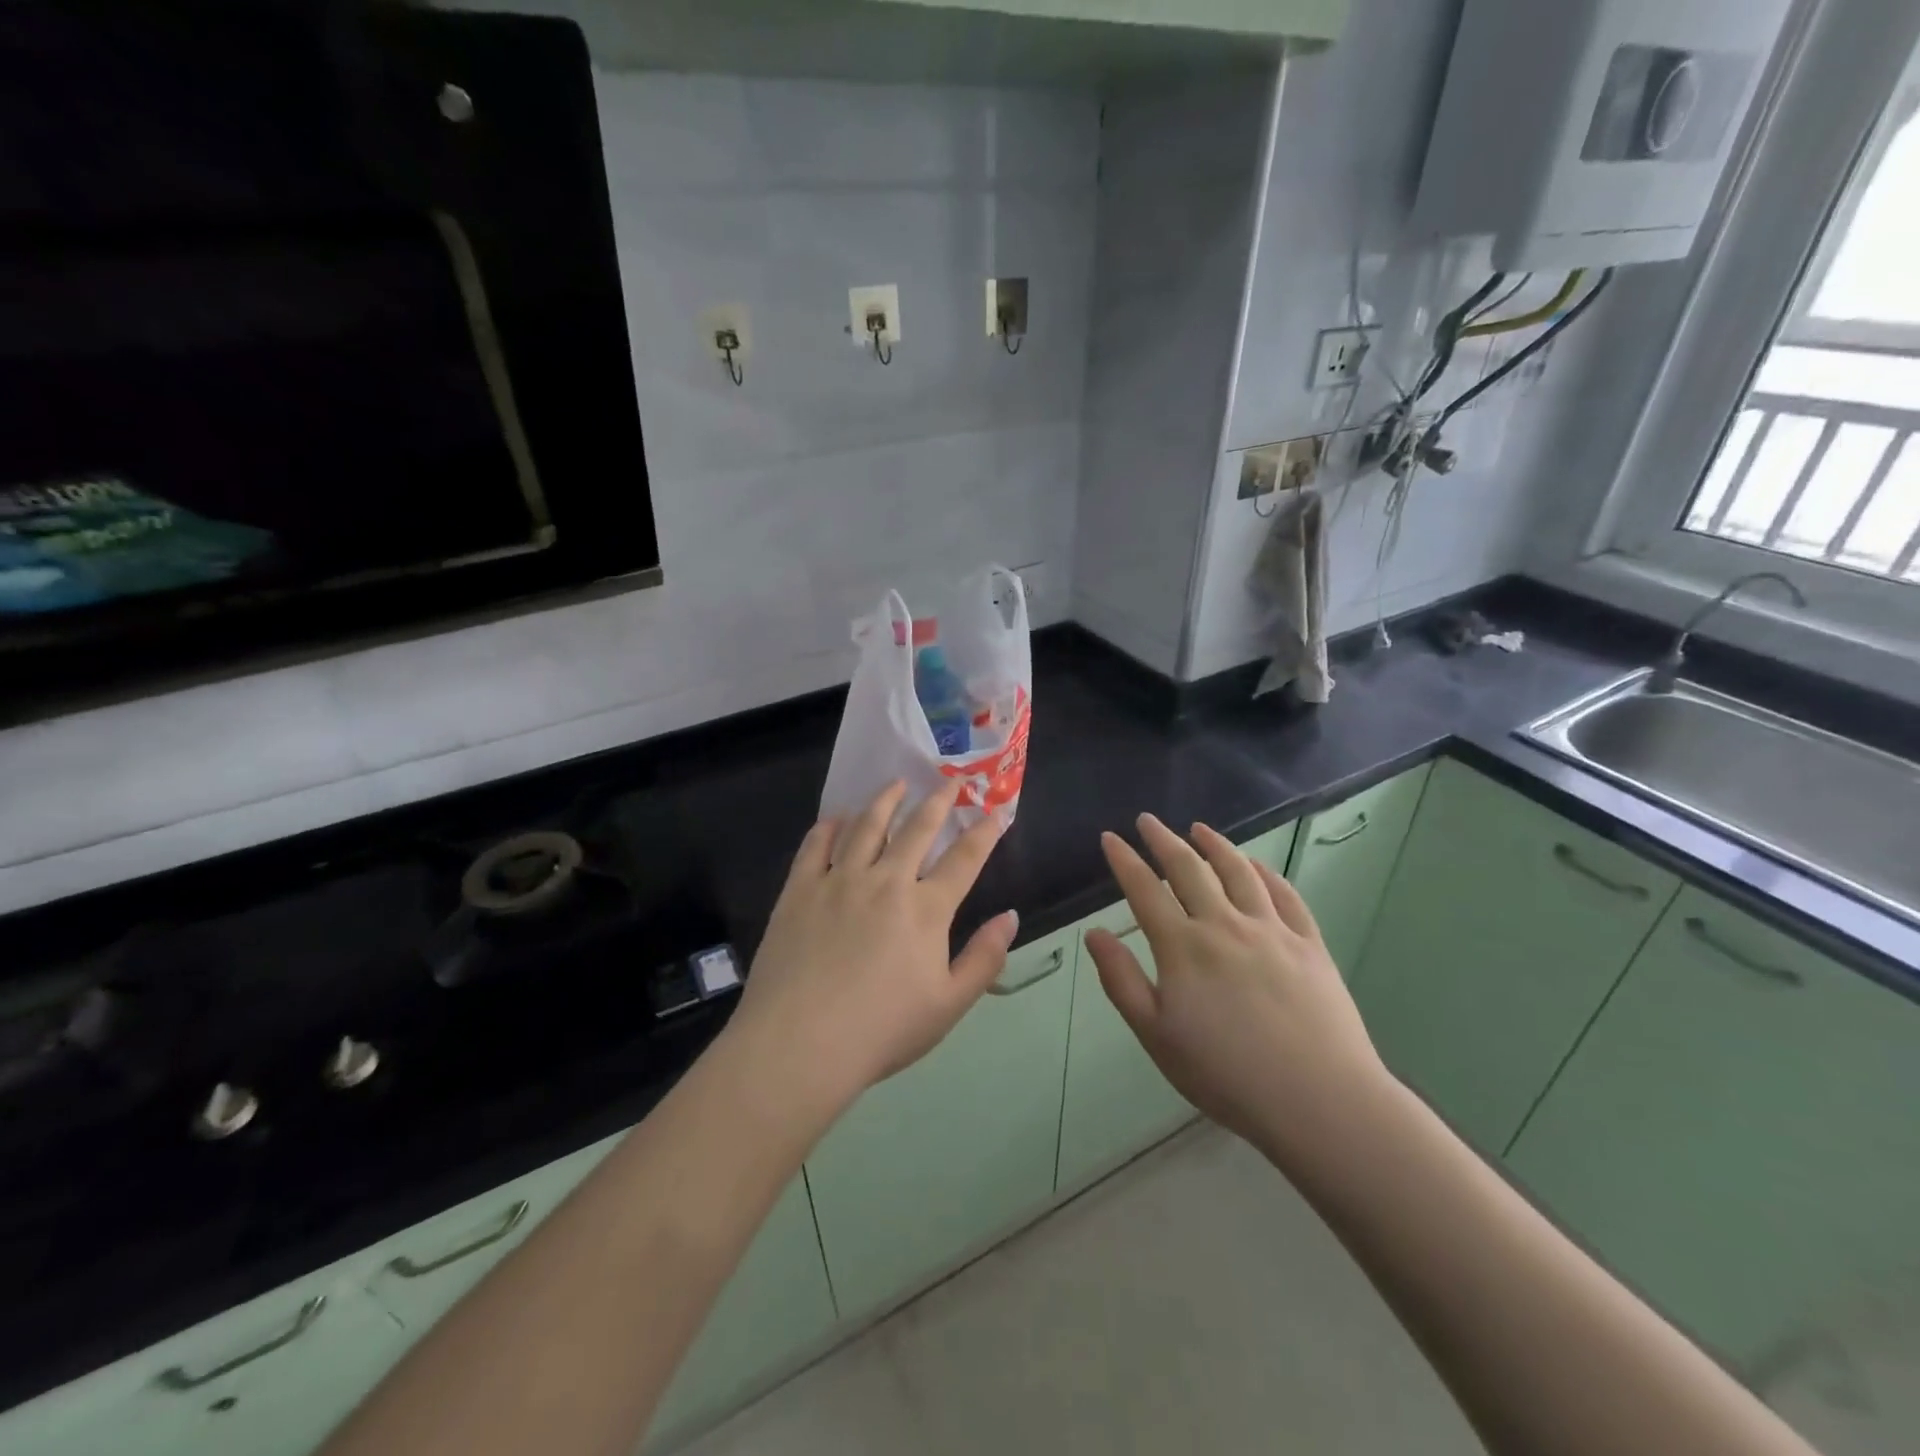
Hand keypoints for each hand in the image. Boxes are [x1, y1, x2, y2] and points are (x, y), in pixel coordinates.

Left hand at [726, 781, 1016, 1114]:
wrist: (800, 1043)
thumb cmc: (881, 1030)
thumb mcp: (949, 1005)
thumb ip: (984, 958)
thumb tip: (1010, 917)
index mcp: (926, 910)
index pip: (964, 859)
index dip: (984, 833)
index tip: (995, 813)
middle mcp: (886, 882)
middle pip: (917, 830)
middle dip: (938, 802)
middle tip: (948, 783)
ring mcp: (839, 881)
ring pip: (866, 826)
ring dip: (885, 801)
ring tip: (896, 784)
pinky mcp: (799, 890)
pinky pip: (816, 845)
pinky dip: (830, 826)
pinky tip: (837, 817)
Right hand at [1084, 815, 1391, 1165]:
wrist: (1318, 1100)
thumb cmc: (1225, 1074)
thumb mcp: (1156, 1036)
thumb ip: (1121, 981)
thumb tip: (1094, 934)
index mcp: (1182, 947)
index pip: (1145, 890)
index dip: (1124, 861)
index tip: (1110, 838)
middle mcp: (1224, 925)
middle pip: (1188, 869)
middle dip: (1163, 840)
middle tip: (1148, 820)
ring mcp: (1271, 930)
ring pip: (1238, 871)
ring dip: (1215, 845)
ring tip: (1199, 828)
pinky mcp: (1309, 943)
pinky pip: (1284, 894)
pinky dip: (1265, 872)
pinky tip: (1256, 865)